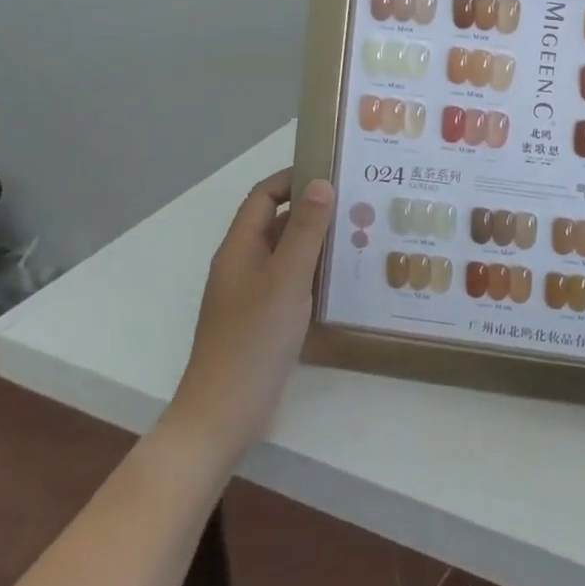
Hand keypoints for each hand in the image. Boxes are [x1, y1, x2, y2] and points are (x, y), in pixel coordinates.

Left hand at [168, 168, 333, 444]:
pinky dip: (314, 274)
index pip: (263, 197)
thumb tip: (321, 183)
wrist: (224, 413)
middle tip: (357, 204)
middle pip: (276, 223)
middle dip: (312, 210)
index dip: (292, 179)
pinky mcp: (263, 321)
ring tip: (360, 236)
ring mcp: (251, 295)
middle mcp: (243, 266)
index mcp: (240, 249)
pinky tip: (344, 280)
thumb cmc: (253, 339)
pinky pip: (290, 283)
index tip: (332, 172)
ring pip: (286, 255)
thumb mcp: (286, 279)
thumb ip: (305, 231)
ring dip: (316, 243)